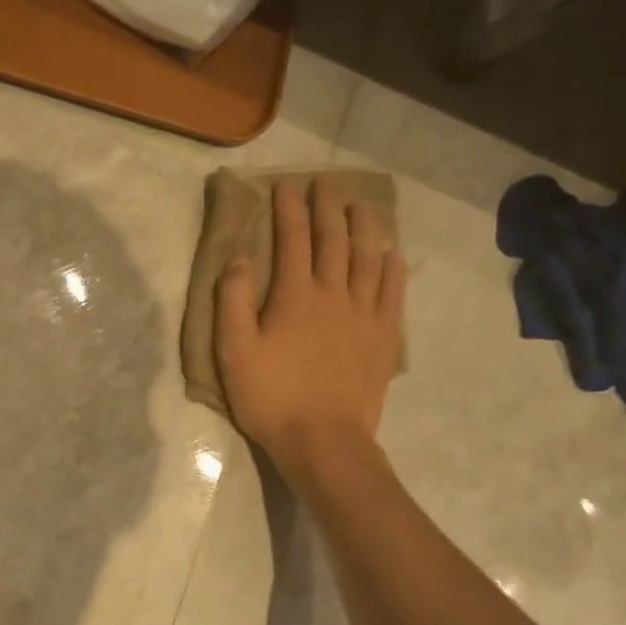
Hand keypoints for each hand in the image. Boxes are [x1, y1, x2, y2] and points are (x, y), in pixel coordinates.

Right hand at [215, 179, 406, 484]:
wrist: (324, 441)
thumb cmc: (272, 396)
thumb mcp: (234, 351)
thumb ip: (232, 301)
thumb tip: (239, 257)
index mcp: (295, 296)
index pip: (292, 241)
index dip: (288, 210)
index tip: (286, 186)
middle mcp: (334, 294)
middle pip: (333, 241)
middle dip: (327, 208)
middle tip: (325, 184)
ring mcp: (365, 314)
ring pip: (368, 258)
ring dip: (364, 227)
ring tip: (361, 205)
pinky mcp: (383, 337)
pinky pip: (392, 291)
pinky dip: (392, 267)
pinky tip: (392, 253)